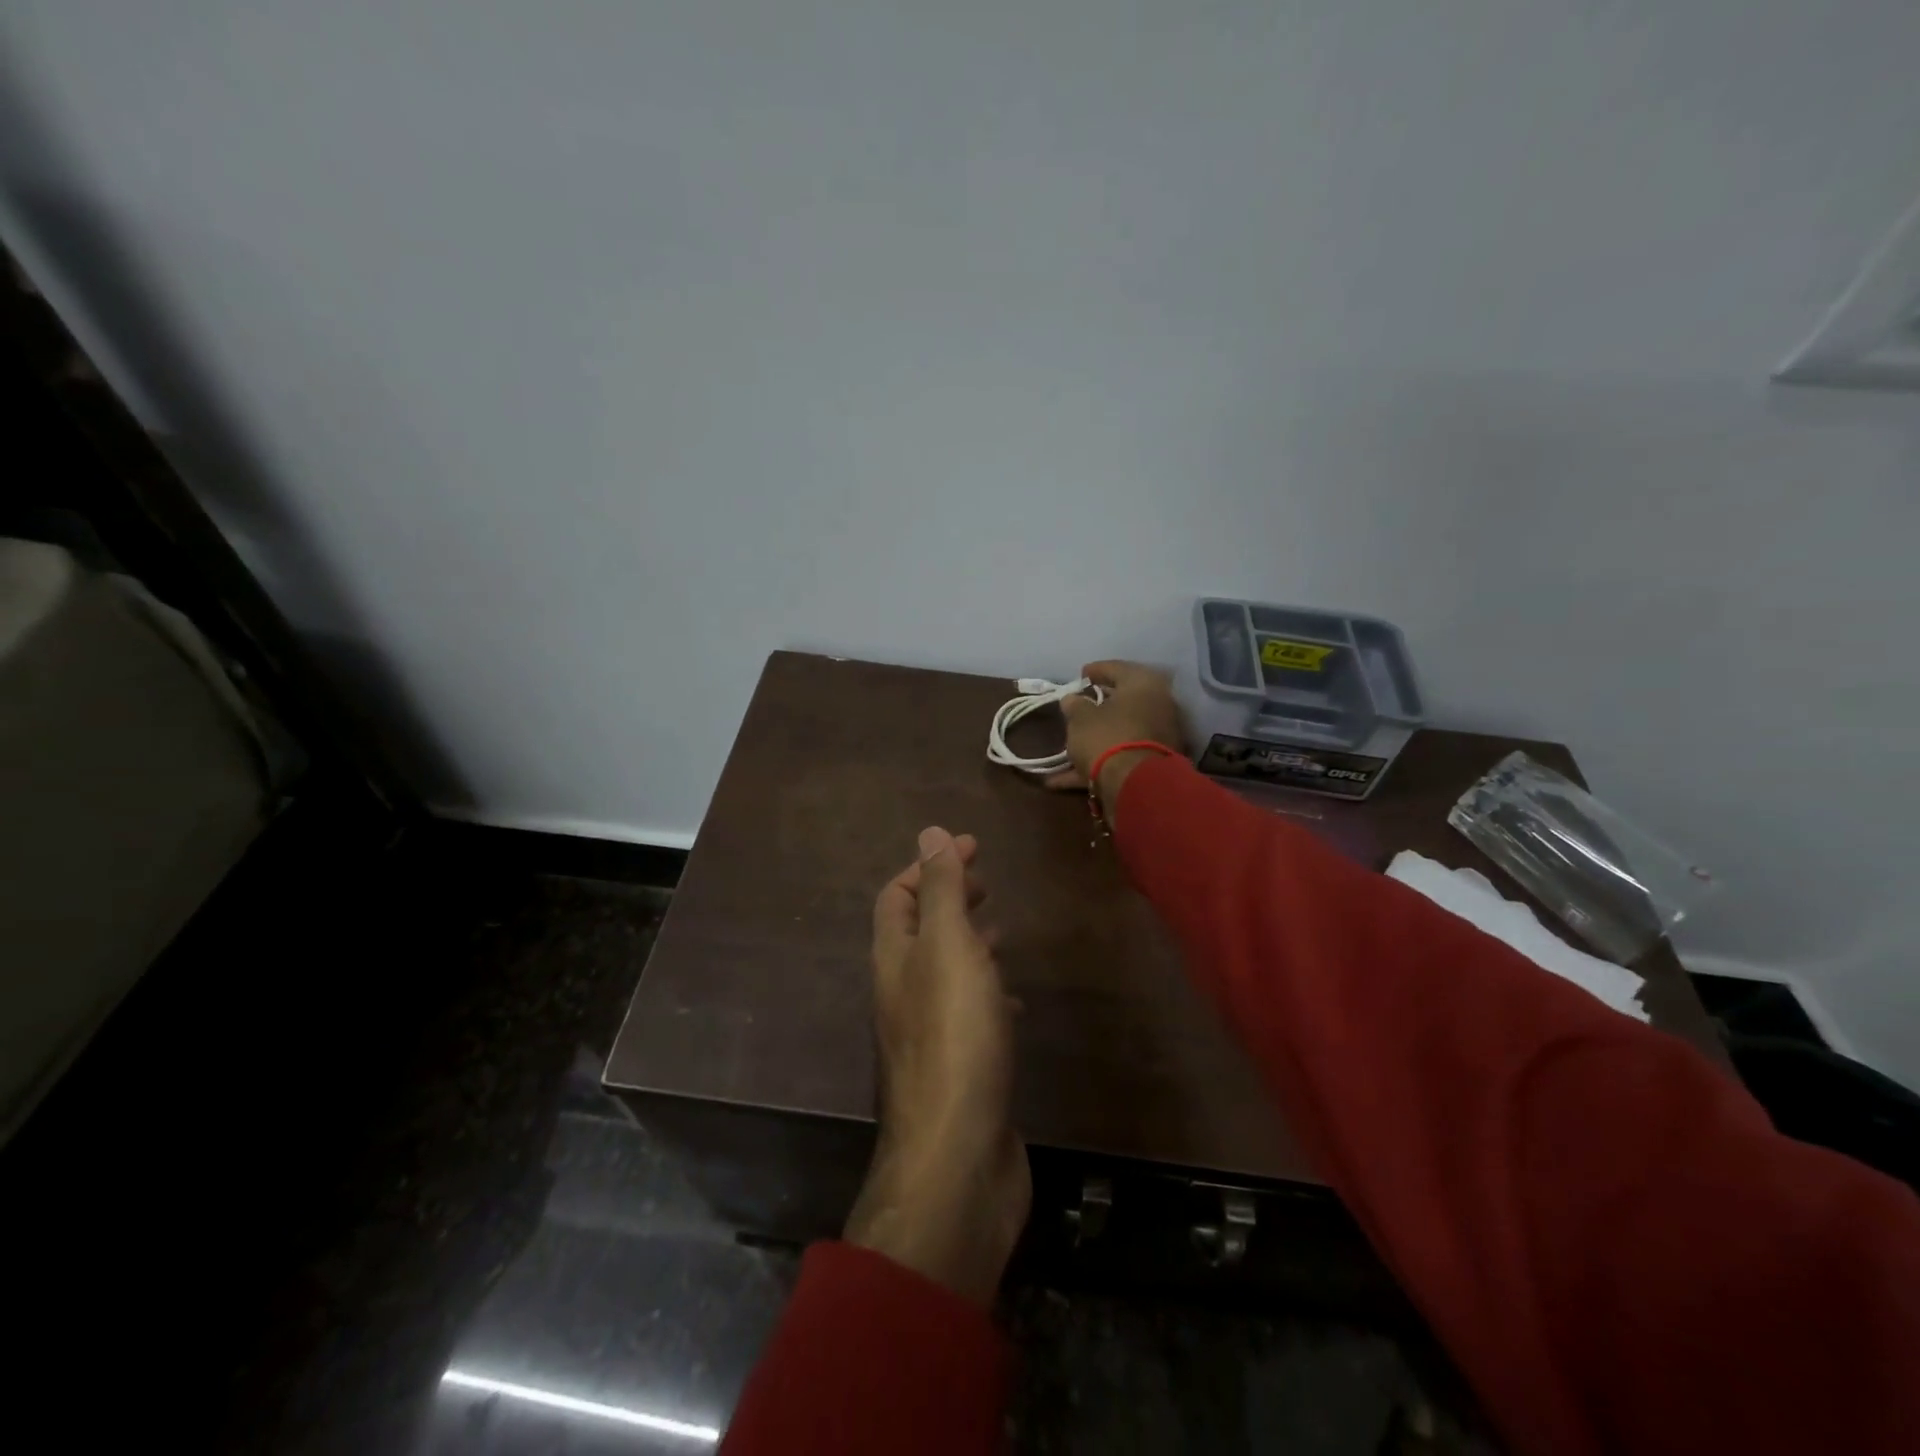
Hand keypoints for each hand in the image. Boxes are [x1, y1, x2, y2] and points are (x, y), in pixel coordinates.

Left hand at [845, 827, 1029, 1304]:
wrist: (958, 1157)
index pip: (899, 896)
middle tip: (987, 884)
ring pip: (944, 971)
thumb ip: (940, 891)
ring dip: (968, 943)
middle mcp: (903, 992)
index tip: (973, 846)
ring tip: (1000, 932)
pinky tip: (1014, 1001)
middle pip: (919, 931)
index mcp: (895, 959)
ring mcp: (928, 1033)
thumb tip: (928, 831)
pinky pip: (968, 1012)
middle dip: (949, 899)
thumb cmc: (954, 1038)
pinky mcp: (957, 1067)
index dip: (930, 864)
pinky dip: (987, 991)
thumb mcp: (949, 948)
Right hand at [1043, 660, 1189, 816]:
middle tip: (1078, 704)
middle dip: (1098, 704)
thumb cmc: (1106, 737)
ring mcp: (1157, 736)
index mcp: (1143, 684)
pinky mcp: (1150, 764)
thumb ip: (1075, 704)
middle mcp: (1157, 706)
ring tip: (1068, 743)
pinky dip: (1094, 764)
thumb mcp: (1080, 717)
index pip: (1116, 668)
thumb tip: (1072, 699)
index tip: (1079, 675)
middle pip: (1123, 701)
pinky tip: (1061, 780)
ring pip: (1120, 731)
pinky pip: (1119, 756)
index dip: (1094, 670)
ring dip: (1095, 737)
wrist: (1135, 785)